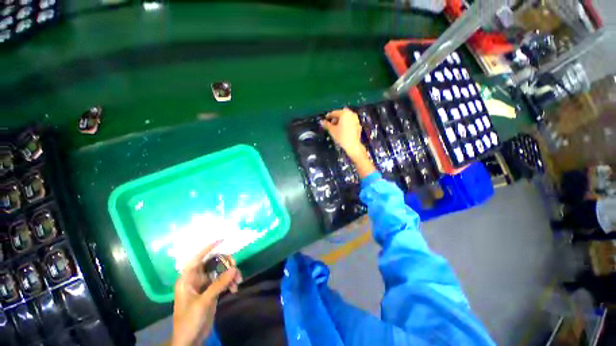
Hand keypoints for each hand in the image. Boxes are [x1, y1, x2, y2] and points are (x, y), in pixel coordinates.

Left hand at [171, 241, 241, 345]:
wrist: (190, 340)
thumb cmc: (189, 320)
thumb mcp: (204, 302)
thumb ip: (219, 284)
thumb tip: (234, 268)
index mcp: (188, 279)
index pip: (197, 258)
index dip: (208, 247)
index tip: (222, 239)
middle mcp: (196, 279)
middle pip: (213, 263)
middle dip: (226, 264)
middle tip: (235, 268)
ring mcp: (205, 285)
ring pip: (220, 271)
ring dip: (231, 275)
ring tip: (238, 282)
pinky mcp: (212, 292)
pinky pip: (224, 281)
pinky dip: (230, 283)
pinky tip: (234, 289)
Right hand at [322, 108, 375, 177]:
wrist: (353, 145)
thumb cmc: (341, 137)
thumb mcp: (332, 130)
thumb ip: (326, 125)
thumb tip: (321, 122)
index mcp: (344, 113)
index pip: (334, 113)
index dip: (328, 116)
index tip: (325, 120)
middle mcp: (351, 114)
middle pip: (341, 114)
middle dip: (335, 119)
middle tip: (330, 124)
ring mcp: (356, 119)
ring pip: (346, 118)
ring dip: (340, 121)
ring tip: (336, 128)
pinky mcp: (358, 124)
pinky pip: (350, 122)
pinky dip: (346, 124)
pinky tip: (342, 130)